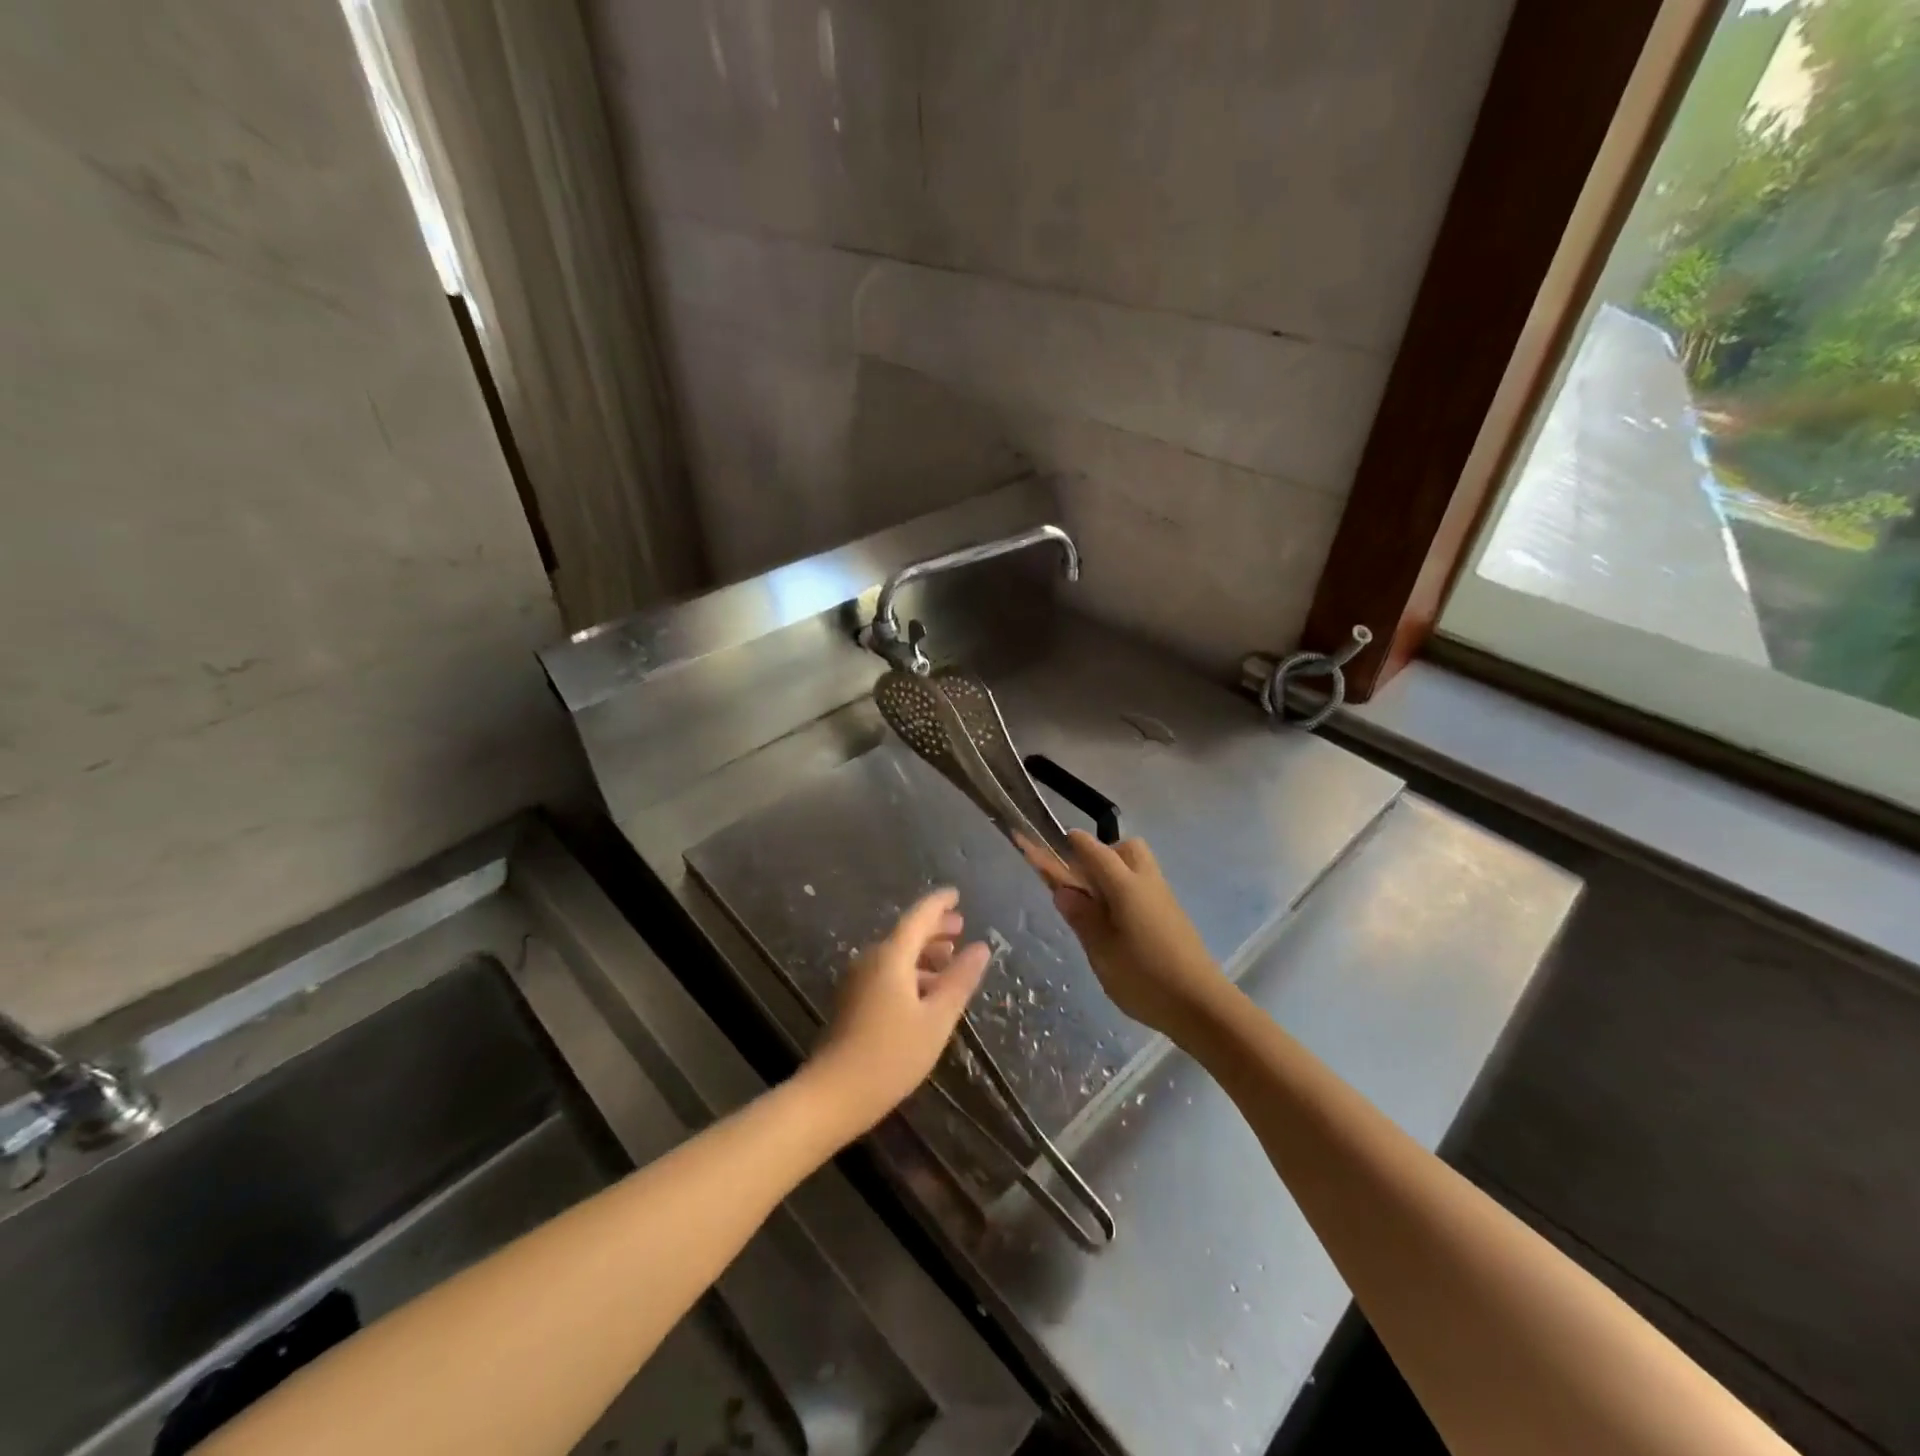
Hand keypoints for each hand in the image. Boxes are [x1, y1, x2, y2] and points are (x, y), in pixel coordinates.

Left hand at [807, 889, 990, 1133]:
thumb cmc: (891, 1055)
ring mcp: (857, 980)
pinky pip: (885, 972)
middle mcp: (870, 959)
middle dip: (934, 929)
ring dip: (923, 953)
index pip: (918, 917)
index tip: (956, 894)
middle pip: (905, 934)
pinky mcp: (851, 1000)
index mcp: (891, 956)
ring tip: (949, 960)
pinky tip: (925, 991)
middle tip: (960, 927)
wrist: (833, 1094)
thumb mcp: (936, 1019)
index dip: (939, 904)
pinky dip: (909, 971)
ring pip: (895, 954)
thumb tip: (981, 947)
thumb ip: (959, 980)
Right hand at [1022, 831, 1227, 1037]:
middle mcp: (1147, 883)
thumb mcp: (1102, 952)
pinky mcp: (1173, 916)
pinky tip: (1118, 924)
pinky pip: (1146, 888)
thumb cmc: (1145, 979)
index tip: (1057, 840)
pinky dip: (1128, 891)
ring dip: (1116, 873)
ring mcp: (1165, 899)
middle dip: (1102, 854)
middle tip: (1083, 883)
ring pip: (1139, 867)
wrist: (1202, 1007)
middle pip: (1126, 849)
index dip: (1075, 843)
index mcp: (1126, 886)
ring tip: (1097, 908)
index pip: (1096, 851)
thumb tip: (1063, 890)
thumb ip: (1082, 917)